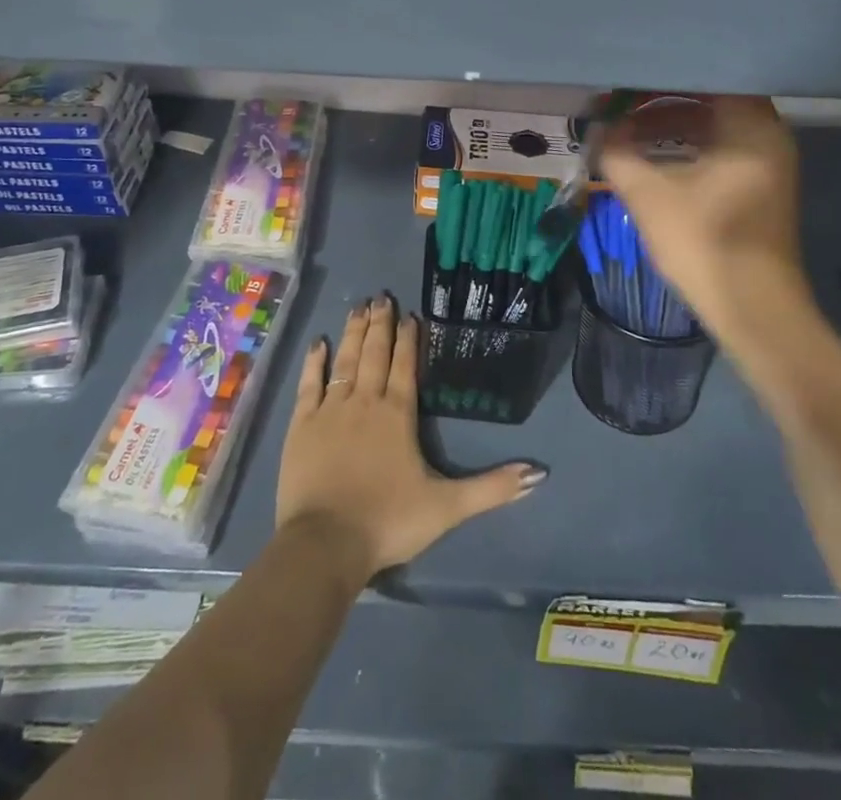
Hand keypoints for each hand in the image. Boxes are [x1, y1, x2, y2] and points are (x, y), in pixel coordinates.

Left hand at [276, 295, 544, 579]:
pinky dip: (314, 362)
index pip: (406, 365)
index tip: (410, 314)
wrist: (325, 543)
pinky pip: (310, 383)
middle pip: (375, 353)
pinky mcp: (302, 425)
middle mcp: (365, 401)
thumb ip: (492, 488)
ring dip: (353, 333)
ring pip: (345, 360)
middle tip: (381, 296)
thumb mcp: (448, 507)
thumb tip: (539, 472)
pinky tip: (318, 343)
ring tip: (358, 307)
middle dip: (380, 324)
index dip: (409, 338)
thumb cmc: (389, 521)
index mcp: (398, 414)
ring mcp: (330, 410)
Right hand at [600, 96, 807, 334]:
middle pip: (709, 100)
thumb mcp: (648, 194)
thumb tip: (597, 131)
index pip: (706, 77)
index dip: (662, 78)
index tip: (627, 80)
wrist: (752, 309)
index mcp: (751, 126)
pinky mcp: (759, 187)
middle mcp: (767, 135)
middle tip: (620, 104)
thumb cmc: (704, 242)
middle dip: (660, 102)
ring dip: (669, 127)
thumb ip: (617, 153)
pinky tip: (651, 158)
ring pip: (713, 127)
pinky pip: (719, 149)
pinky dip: (686, 148)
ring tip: (626, 132)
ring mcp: (767, 162)